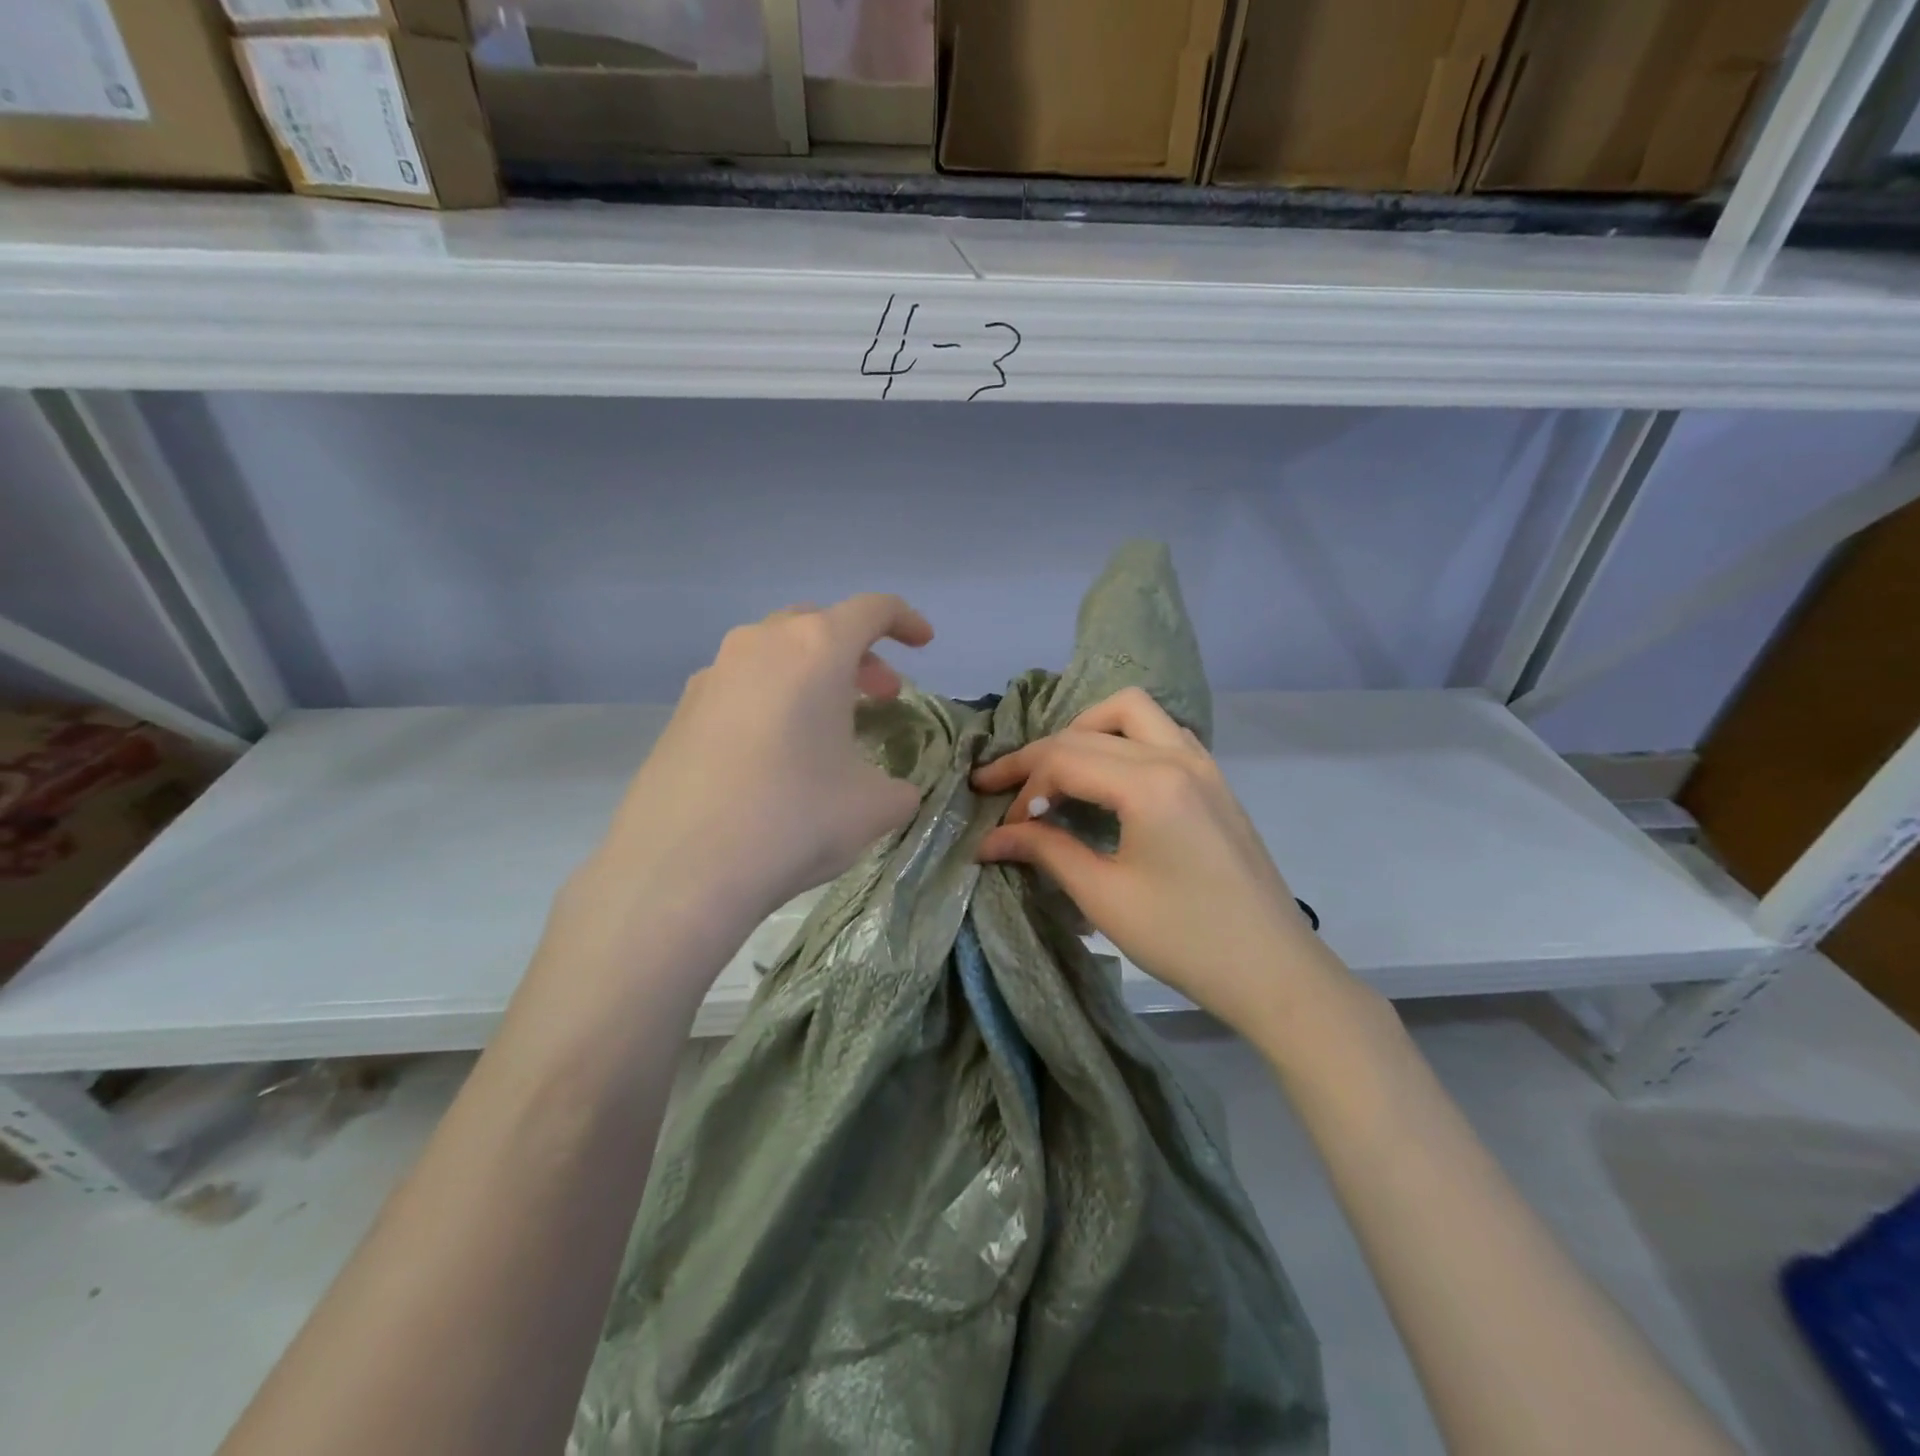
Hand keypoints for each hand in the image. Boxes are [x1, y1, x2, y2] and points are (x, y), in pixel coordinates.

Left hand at [569, 595, 932, 970]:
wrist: (680, 869)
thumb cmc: (795, 819)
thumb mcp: (874, 808)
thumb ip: (899, 789)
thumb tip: (895, 792)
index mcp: (815, 649)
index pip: (872, 609)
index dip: (906, 621)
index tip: (923, 645)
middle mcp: (760, 645)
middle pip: (819, 625)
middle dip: (858, 654)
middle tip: (880, 696)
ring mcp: (713, 675)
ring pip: (775, 654)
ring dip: (812, 676)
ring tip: (829, 727)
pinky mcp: (681, 712)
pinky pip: (741, 688)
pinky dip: (772, 702)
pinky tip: (776, 755)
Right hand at [971, 687, 1346, 1038]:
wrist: (1272, 969)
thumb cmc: (1184, 938)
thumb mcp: (1104, 896)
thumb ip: (1045, 851)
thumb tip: (990, 838)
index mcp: (1150, 784)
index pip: (1064, 759)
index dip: (1023, 788)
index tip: (1001, 825)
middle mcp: (1177, 757)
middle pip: (1088, 731)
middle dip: (1039, 756)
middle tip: (1003, 787)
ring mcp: (1202, 764)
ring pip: (1133, 712)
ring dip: (1086, 730)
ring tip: (1058, 771)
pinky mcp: (1214, 780)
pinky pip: (1162, 732)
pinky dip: (1124, 739)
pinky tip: (1110, 778)